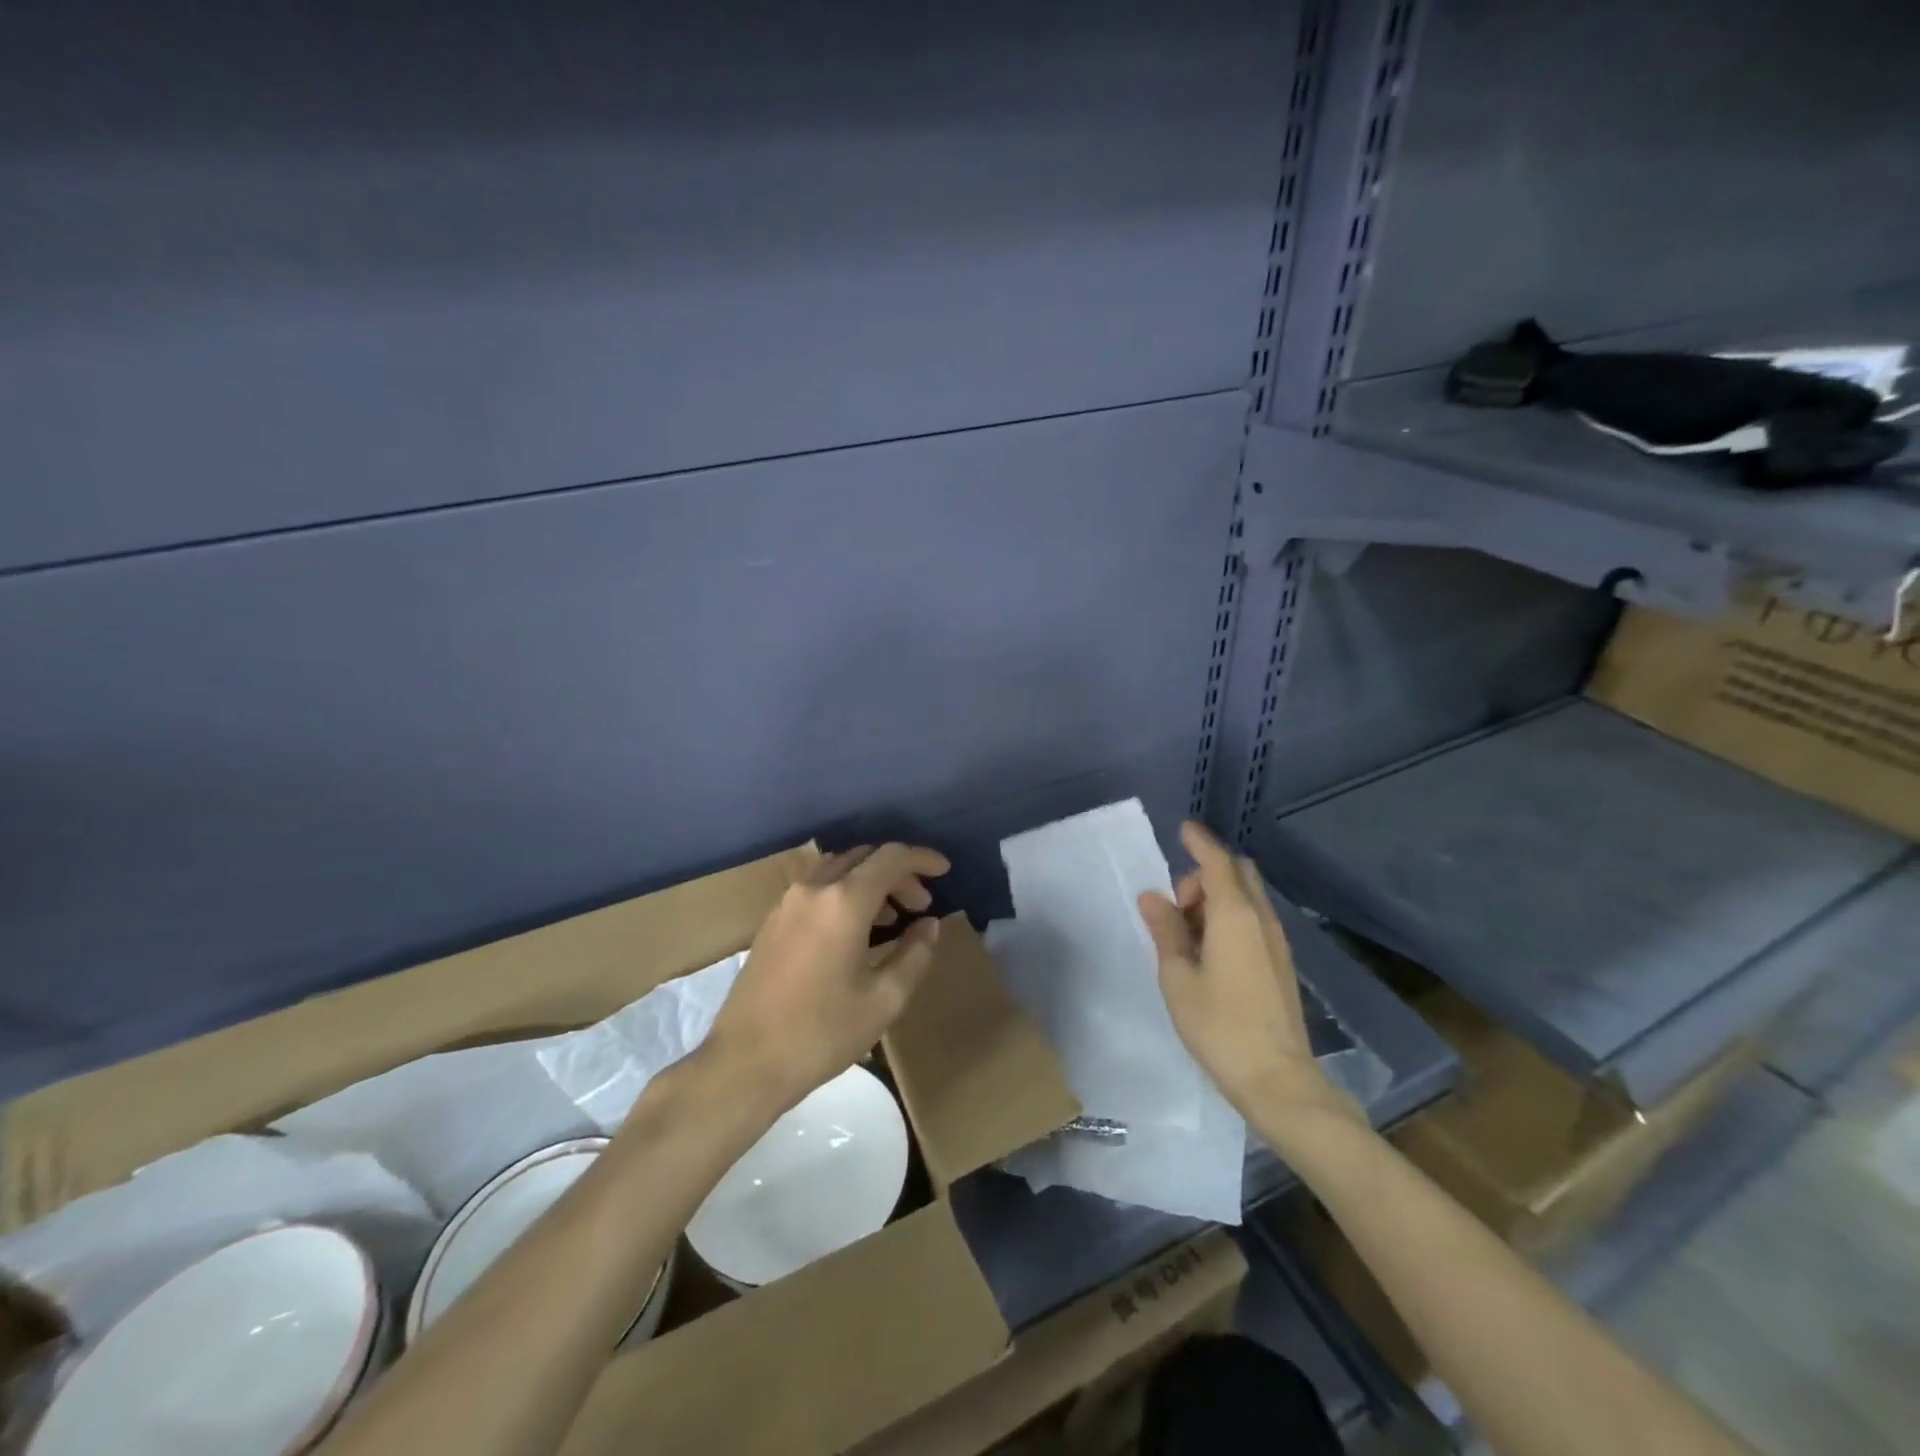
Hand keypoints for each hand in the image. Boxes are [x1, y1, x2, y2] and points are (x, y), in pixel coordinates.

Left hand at [704, 844, 949, 1116]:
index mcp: (843, 902)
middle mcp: (813, 889)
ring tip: (892, 918)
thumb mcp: (883, 1000)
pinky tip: (855, 931)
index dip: (922, 859)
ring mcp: (787, 902)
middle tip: (921, 906)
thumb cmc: (821, 1033)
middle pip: (864, 858)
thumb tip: (929, 925)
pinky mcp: (772, 921)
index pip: (891, 857)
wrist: (744, 1063)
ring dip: (869, 881)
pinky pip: (817, 888)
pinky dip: (844, 892)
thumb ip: (914, 955)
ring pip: (838, 869)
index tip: (945, 871)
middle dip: (898, 873)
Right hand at [1138, 822, 1361, 1131]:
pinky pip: (1255, 920)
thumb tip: (1152, 897)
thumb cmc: (1218, 1026)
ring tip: (1188, 935)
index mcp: (1235, 916)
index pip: (1217, 862)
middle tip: (1178, 907)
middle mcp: (1262, 919)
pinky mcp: (1281, 963)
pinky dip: (1231, 917)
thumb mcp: (1178, 977)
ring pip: (1248, 897)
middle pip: (1238, 874)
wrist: (1277, 1079)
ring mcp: (1277, 942)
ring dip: (1218, 898)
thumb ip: (1166, 931)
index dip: (1200, 842)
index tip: (1183, 829)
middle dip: (1206, 875)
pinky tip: (1210, 952)